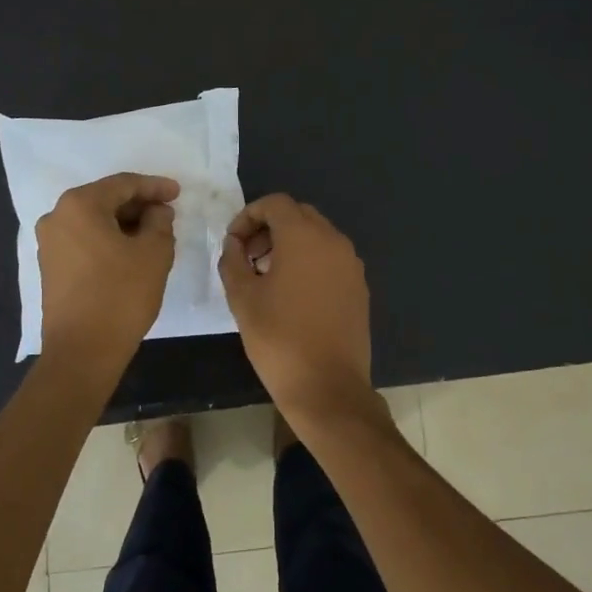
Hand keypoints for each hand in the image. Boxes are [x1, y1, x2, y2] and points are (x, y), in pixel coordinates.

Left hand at [37, 173, 179, 373]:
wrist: (82, 351)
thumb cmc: (121, 295)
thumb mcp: (154, 253)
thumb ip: (160, 222)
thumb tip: (156, 211)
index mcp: (80, 205)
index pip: (123, 184)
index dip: (155, 187)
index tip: (178, 193)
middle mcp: (57, 217)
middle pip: (105, 200)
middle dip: (139, 205)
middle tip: (168, 214)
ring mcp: (49, 243)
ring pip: (94, 221)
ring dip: (124, 224)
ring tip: (154, 234)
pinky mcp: (50, 267)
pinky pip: (84, 241)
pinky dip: (108, 240)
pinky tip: (131, 252)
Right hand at [217, 194, 372, 419]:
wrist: (328, 387)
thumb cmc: (279, 339)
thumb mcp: (242, 298)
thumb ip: (233, 260)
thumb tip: (234, 243)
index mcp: (304, 237)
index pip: (275, 203)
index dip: (249, 216)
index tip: (233, 243)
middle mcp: (333, 241)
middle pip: (298, 215)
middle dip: (269, 227)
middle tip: (247, 256)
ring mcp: (351, 264)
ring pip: (317, 235)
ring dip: (289, 243)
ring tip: (266, 275)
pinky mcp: (359, 287)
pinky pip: (331, 258)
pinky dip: (309, 261)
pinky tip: (293, 293)